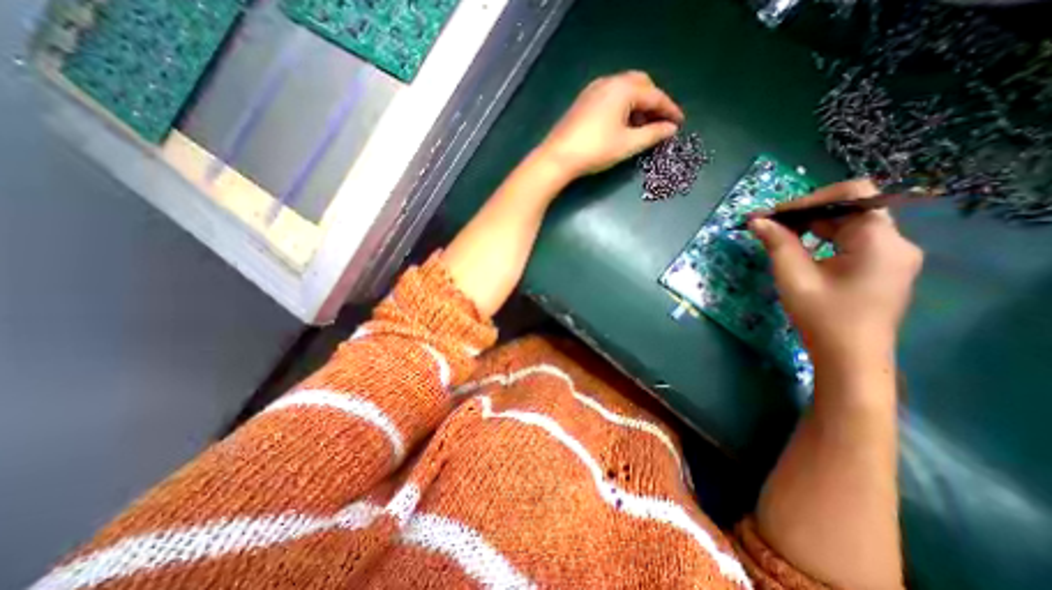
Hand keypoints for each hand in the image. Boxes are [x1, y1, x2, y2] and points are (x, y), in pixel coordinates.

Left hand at [536, 69, 683, 178]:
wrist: (558, 157)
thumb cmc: (595, 150)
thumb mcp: (628, 144)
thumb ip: (653, 134)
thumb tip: (670, 129)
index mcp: (623, 88)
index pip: (655, 95)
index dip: (669, 110)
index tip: (679, 123)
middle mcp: (609, 82)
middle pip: (640, 85)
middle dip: (653, 102)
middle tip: (660, 122)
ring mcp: (593, 90)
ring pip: (624, 90)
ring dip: (637, 104)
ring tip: (642, 126)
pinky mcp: (583, 101)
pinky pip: (610, 97)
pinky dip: (622, 107)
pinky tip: (622, 124)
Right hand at [752, 176, 922, 363]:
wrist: (850, 357)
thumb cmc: (822, 316)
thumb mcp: (793, 276)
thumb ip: (777, 243)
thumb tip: (756, 220)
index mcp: (880, 241)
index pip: (853, 195)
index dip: (810, 199)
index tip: (775, 215)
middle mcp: (895, 242)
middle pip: (850, 209)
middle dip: (806, 213)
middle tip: (768, 225)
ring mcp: (891, 255)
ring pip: (849, 224)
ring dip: (812, 226)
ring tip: (778, 236)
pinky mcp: (882, 267)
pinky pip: (852, 240)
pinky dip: (823, 238)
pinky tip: (800, 250)